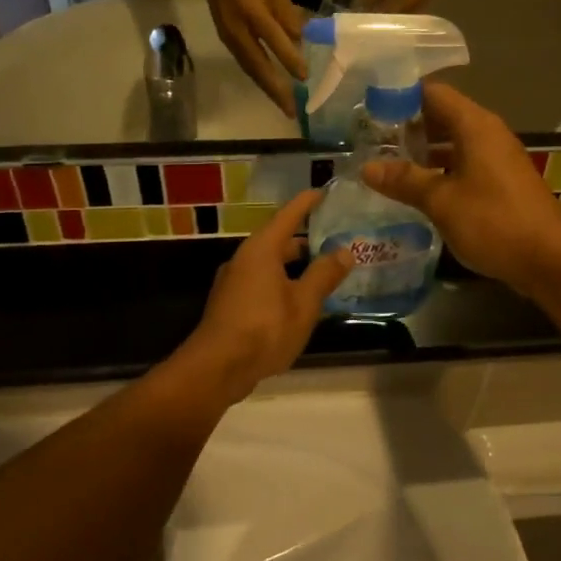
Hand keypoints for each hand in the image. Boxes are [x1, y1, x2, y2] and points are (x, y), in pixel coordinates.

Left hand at [175, 191, 352, 402]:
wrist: (216, 368)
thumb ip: (324, 275)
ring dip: (295, 266)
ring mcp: (234, 283)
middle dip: (305, 240)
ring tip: (323, 272)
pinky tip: (300, 302)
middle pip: (278, 241)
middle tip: (335, 240)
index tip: (324, 192)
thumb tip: (344, 251)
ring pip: (270, 265)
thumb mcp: (304, 303)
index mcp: (262, 250)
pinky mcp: (231, 305)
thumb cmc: (264, 328)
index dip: (307, 203)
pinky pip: (262, 284)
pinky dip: (283, 284)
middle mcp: (244, 260)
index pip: (288, 215)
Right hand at [194, 0, 306, 110]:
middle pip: (258, 66)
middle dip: (276, 90)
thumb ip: (287, 14)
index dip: (290, 60)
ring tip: (283, 104)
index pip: (274, 40)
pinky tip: (269, 85)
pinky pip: (244, 62)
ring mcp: (228, 36)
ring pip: (250, 68)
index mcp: (252, 10)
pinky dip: (258, 77)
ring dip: (266, 88)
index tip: (305, 77)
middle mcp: (238, 28)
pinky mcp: (225, 38)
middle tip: (291, 111)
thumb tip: (299, 40)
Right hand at [361, 83, 560, 296]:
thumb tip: (367, 168)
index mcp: (475, 126)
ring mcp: (496, 159)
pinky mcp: (500, 183)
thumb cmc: (494, 221)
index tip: (368, 109)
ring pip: (452, 143)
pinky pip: (463, 164)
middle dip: (407, 126)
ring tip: (385, 164)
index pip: (433, 92)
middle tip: (368, 140)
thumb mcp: (441, 201)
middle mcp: (487, 134)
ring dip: (422, 152)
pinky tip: (416, 190)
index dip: (400, 96)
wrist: (550, 260)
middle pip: (442, 116)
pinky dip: (439, 170)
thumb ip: (405, 180)